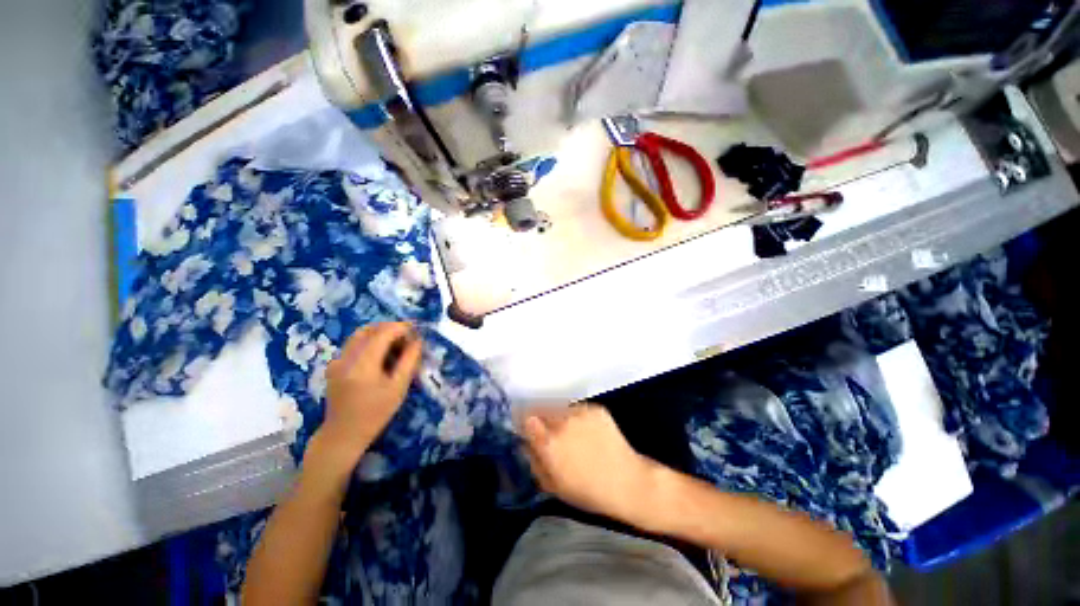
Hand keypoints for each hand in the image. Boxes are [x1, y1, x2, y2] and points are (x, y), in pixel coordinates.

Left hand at [315, 322, 422, 471]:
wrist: (343, 434)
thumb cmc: (376, 413)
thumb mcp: (398, 388)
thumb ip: (409, 361)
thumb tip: (418, 341)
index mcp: (363, 364)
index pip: (383, 332)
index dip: (402, 327)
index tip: (416, 331)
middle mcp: (346, 357)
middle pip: (369, 329)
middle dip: (391, 328)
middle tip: (408, 338)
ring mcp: (337, 360)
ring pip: (360, 334)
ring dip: (380, 334)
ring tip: (396, 346)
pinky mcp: (334, 365)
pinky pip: (354, 344)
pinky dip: (370, 342)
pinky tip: (381, 356)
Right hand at [521, 404, 661, 526]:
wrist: (627, 482)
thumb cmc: (587, 492)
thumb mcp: (553, 485)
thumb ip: (534, 460)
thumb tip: (525, 442)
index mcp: (549, 442)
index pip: (525, 417)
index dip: (522, 419)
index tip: (524, 424)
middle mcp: (562, 421)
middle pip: (540, 407)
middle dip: (539, 416)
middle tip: (547, 429)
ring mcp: (580, 412)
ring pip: (559, 406)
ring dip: (558, 415)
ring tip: (569, 431)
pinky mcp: (595, 408)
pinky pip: (577, 408)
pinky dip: (576, 417)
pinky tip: (586, 431)